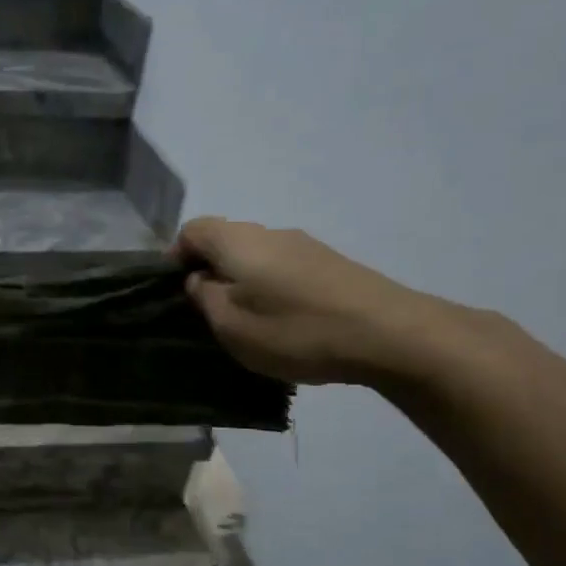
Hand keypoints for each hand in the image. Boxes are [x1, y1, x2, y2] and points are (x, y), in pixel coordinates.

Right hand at [170, 217, 448, 386]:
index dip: (175, 258)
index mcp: (238, 241)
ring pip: (255, 256)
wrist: (390, 335)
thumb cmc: (296, 330)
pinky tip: (283, 322)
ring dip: (242, 282)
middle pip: (224, 241)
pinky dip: (271, 288)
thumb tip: (199, 280)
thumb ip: (203, 298)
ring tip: (246, 322)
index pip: (191, 230)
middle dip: (208, 271)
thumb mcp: (230, 325)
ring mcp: (305, 245)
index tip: (175, 293)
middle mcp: (269, 232)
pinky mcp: (331, 264)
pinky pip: (283, 269)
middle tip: (207, 313)